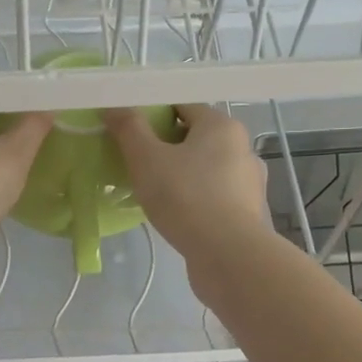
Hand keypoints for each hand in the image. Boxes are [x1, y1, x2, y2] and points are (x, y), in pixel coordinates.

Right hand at [103, 104, 272, 290]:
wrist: (228, 256)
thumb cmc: (186, 198)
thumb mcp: (147, 159)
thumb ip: (129, 128)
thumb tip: (112, 105)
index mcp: (222, 125)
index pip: (183, 105)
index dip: (152, 114)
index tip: (128, 132)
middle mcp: (242, 147)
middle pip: (195, 136)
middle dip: (165, 146)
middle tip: (136, 163)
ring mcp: (249, 182)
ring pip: (205, 168)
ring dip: (181, 174)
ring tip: (154, 192)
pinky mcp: (247, 212)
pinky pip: (214, 195)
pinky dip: (195, 198)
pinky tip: (176, 214)